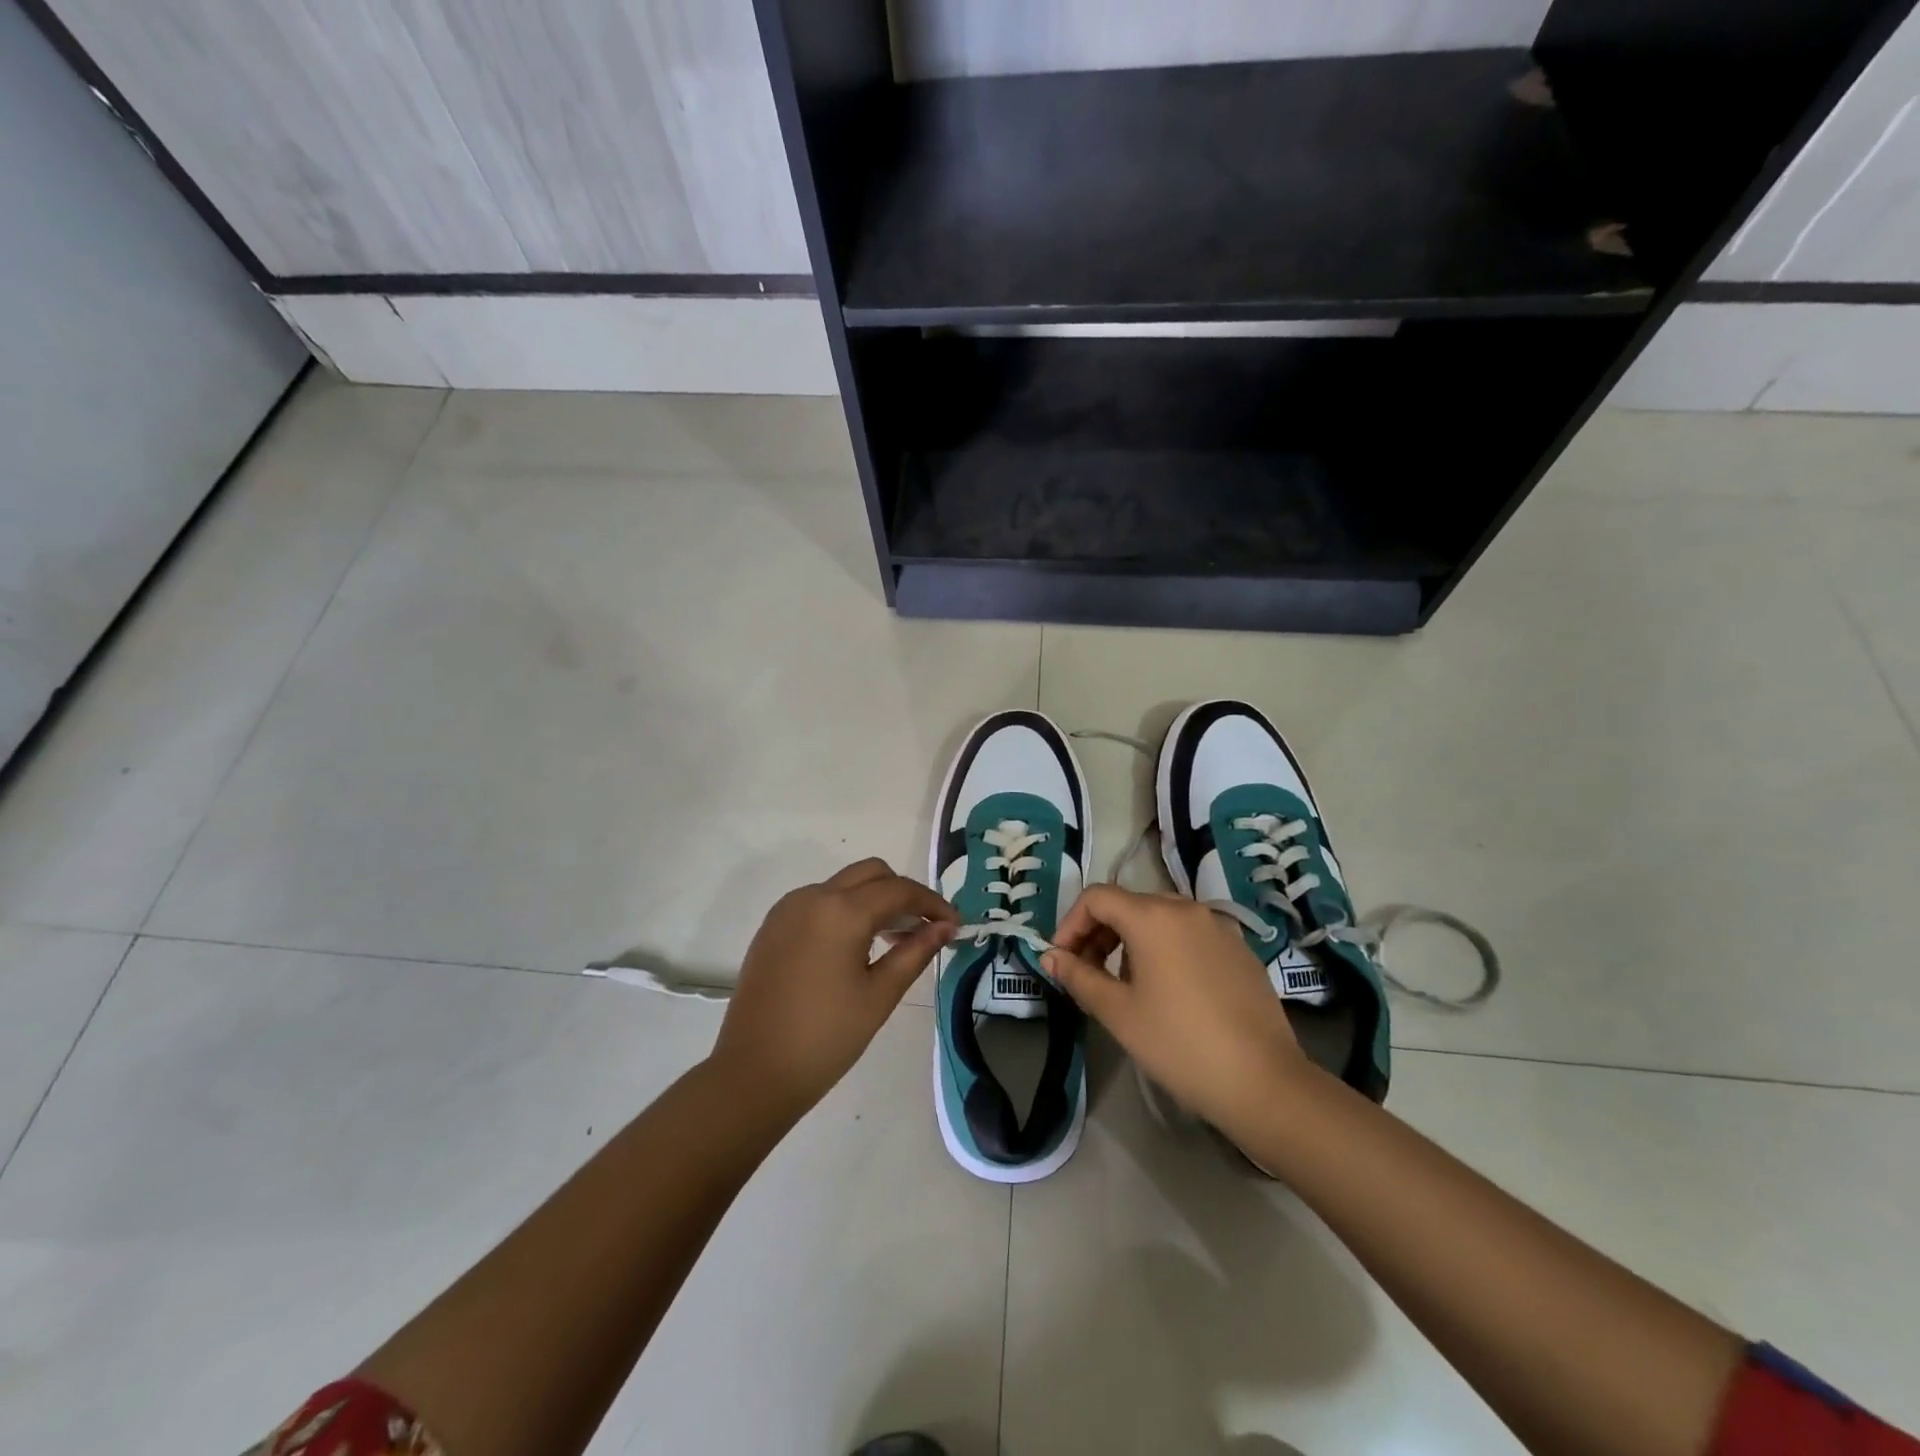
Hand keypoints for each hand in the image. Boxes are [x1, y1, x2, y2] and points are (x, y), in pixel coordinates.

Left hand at [710, 858, 956, 1117]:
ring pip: (843, 884)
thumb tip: (946, 927)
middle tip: (923, 929)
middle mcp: (813, 897)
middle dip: (903, 893)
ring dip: (873, 900)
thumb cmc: (826, 1038)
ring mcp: (788, 909)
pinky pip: (819, 901)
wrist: (753, 1072)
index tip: (955, 925)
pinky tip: (854, 947)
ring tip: (892, 941)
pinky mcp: (772, 926)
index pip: (900, 890)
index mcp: (842, 911)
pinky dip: (845, 910)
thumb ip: (916, 951)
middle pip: (871, 873)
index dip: (933, 903)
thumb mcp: (880, 995)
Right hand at [1042, 885, 1310, 1136]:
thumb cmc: (1179, 1044)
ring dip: (1130, 941)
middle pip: (1128, 905)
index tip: (1061, 960)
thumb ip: (1079, 976)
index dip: (1070, 924)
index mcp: (1153, 916)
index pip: (1096, 898)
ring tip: (1123, 985)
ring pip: (1159, 918)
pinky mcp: (1239, 949)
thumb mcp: (1118, 1012)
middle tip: (1085, 974)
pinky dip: (1164, 949)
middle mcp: (1186, 908)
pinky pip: (1189, 935)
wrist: (1263, 1082)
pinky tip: (1167, 991)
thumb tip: (1050, 956)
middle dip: (1098, 933)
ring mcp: (1218, 927)